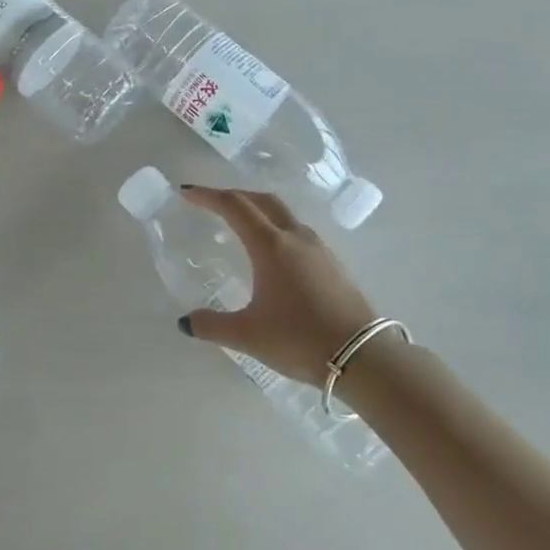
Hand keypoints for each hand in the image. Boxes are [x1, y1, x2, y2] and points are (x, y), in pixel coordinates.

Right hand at [177, 186, 378, 388]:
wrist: (364, 357)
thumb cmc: (299, 339)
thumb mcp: (247, 335)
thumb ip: (211, 325)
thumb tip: (185, 322)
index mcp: (270, 246)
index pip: (234, 207)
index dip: (207, 196)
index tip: (186, 192)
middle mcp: (295, 238)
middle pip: (262, 200)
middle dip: (234, 195)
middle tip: (211, 202)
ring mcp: (319, 249)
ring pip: (283, 215)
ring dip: (258, 210)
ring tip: (240, 225)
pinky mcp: (334, 265)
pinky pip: (298, 232)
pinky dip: (276, 228)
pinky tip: (273, 254)